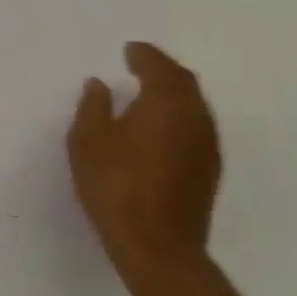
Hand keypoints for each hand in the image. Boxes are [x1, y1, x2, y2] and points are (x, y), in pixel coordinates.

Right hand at [68, 43, 220, 281]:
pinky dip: (177, 117)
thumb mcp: (88, 142)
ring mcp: (207, 145)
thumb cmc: (116, 187)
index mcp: (166, 103)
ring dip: (172, 94)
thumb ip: (93, 107)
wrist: (157, 246)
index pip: (159, 67)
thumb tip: (99, 84)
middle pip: (184, 83)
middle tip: (140, 65)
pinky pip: (194, 127)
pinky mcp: (208, 170)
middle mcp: (195, 117)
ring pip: (193, 106)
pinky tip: (158, 129)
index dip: (144, 55)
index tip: (129, 49)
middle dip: (162, 70)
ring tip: (147, 94)